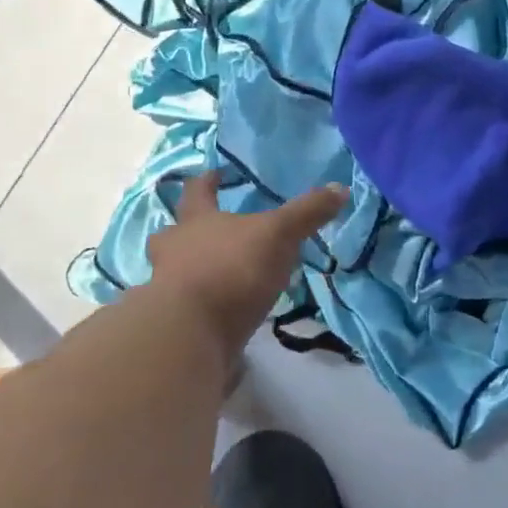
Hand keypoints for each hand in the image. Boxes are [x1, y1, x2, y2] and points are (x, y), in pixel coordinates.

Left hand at [146, 172, 345, 354]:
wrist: (189, 334)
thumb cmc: (231, 269)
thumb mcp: (279, 234)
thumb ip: (307, 212)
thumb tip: (341, 188)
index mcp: (197, 221)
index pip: (197, 192)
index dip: (206, 181)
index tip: (213, 174)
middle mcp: (174, 251)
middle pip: (171, 233)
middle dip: (184, 231)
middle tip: (201, 231)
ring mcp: (167, 289)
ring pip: (173, 271)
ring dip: (190, 270)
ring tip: (216, 274)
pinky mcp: (174, 325)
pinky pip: (186, 308)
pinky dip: (201, 307)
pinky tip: (221, 313)